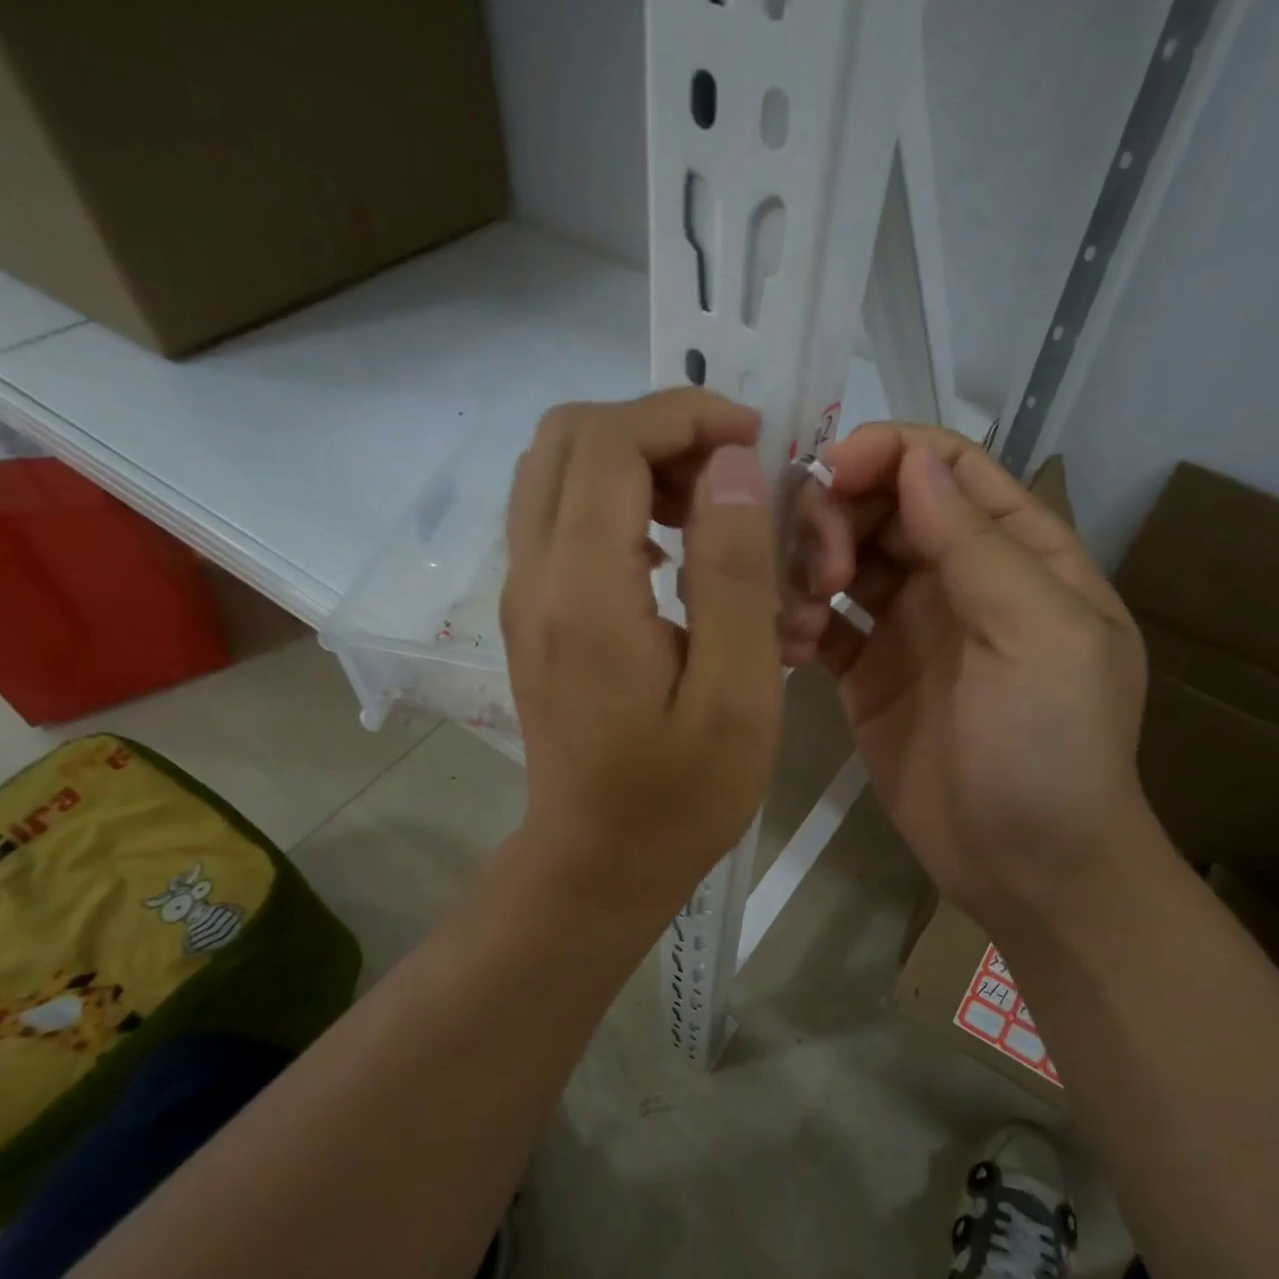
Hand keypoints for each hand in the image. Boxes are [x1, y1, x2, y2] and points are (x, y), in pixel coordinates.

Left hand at [501, 391, 783, 918]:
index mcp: (584, 589)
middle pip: (570, 436)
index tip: (756, 443)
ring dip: (637, 463)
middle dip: (658, 431)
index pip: (612, 440)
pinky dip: (616, 502)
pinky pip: (560, 516)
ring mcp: (523, 592)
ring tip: (708, 513)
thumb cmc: (680, 795)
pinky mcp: (531, 613)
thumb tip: (733, 466)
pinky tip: (672, 557)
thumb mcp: (737, 692)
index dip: (686, 416)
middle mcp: (534, 573)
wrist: (598, 862)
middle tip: (729, 477)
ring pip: (558, 470)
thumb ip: (735, 572)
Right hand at [782, 424, 1151, 935]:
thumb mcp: (1038, 635)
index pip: (949, 468)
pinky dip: (796, 621)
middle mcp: (960, 579)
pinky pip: (821, 623)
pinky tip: (789, 648)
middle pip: (884, 506)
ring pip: (844, 558)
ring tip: (801, 616)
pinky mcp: (865, 675)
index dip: (889, 454)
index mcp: (1019, 553)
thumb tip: (914, 461)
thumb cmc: (1051, 748)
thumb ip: (977, 543)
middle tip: (819, 570)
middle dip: (839, 517)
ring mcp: (908, 628)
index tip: (831, 474)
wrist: (1027, 869)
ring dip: (809, 567)